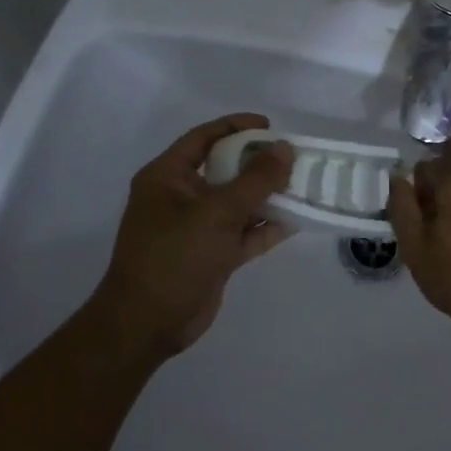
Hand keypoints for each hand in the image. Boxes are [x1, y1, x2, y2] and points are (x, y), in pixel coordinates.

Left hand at [93, 114, 294, 356]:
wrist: (147, 325)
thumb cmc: (174, 257)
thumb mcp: (217, 212)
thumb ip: (255, 180)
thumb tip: (284, 148)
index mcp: (167, 177)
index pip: (203, 138)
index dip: (236, 126)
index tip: (270, 125)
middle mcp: (181, 198)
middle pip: (225, 169)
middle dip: (258, 164)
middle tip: (294, 158)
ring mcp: (196, 228)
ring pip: (237, 203)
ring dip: (268, 197)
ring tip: (303, 186)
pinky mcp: (211, 255)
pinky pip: (242, 234)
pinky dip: (265, 228)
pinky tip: (296, 221)